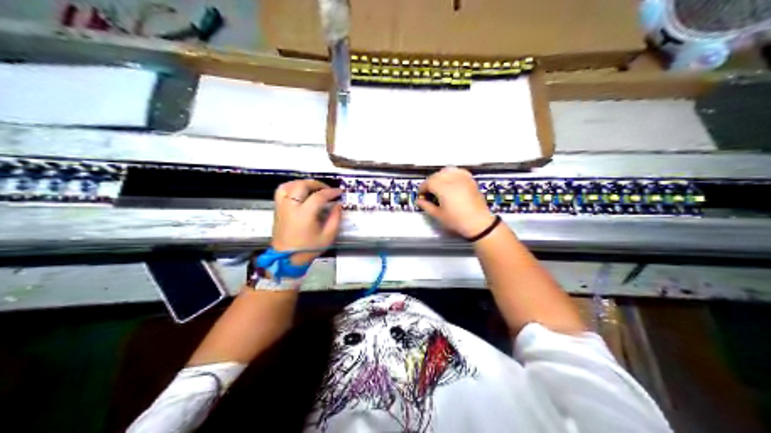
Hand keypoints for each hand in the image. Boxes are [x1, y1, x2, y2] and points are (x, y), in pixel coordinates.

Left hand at [272, 177, 340, 263]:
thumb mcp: (327, 236)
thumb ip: (335, 218)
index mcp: (304, 214)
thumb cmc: (308, 248)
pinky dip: (291, 186)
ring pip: (290, 185)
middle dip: (317, 184)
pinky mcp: (277, 209)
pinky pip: (281, 191)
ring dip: (303, 183)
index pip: (319, 196)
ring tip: (313, 188)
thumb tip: (338, 205)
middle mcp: (291, 206)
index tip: (339, 192)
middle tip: (327, 189)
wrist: (286, 259)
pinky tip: (299, 191)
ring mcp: (282, 206)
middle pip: (302, 185)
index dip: (331, 192)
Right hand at [417, 167, 492, 238]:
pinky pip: (458, 171)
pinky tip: (451, 180)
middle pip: (437, 175)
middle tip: (428, 192)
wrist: (479, 223)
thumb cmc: (458, 221)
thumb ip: (426, 206)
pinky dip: (452, 173)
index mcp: (443, 188)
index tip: (421, 195)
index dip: (422, 188)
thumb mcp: (438, 215)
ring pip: (447, 171)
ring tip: (439, 186)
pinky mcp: (470, 180)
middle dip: (430, 182)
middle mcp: (453, 180)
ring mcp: (463, 179)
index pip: (428, 182)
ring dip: (440, 176)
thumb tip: (419, 201)